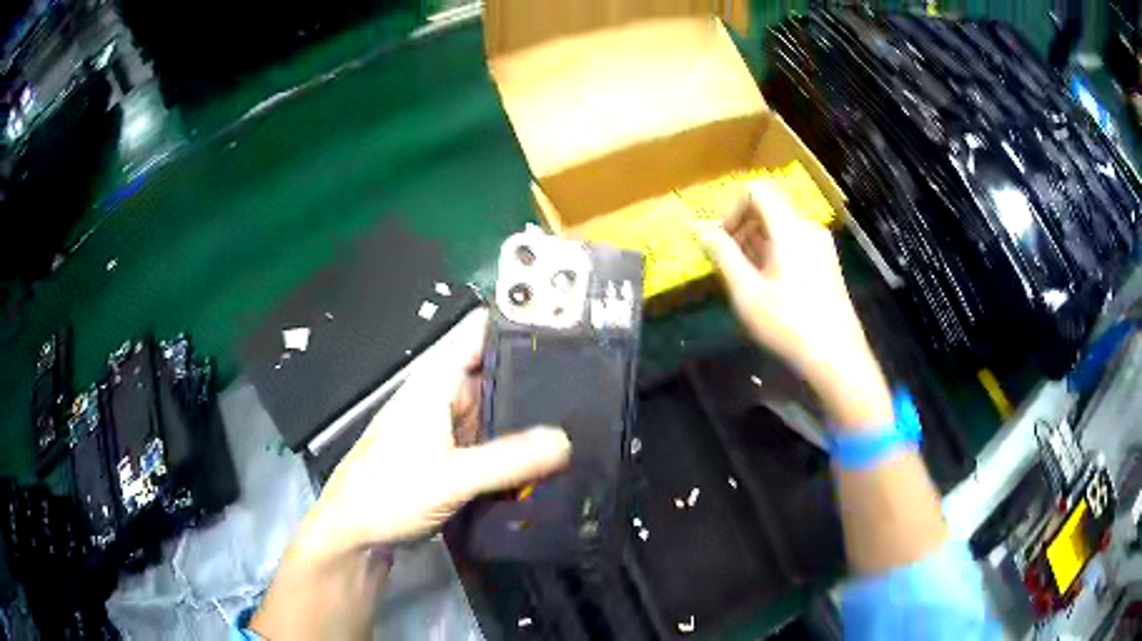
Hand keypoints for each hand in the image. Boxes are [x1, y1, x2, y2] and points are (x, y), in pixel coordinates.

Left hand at [293, 307, 571, 561]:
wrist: (356, 533)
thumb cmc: (388, 493)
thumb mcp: (450, 477)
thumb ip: (507, 460)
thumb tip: (566, 441)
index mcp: (436, 382)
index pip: (481, 332)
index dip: (520, 322)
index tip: (569, 325)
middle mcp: (445, 397)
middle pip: (497, 370)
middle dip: (537, 374)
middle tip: (591, 381)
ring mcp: (449, 427)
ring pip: (498, 409)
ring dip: (530, 413)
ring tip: (583, 414)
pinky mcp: (453, 456)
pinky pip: (493, 440)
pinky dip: (517, 443)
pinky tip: (550, 452)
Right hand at [694, 182, 892, 427]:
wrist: (837, 358)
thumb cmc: (788, 324)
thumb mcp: (746, 292)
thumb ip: (721, 254)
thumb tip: (697, 228)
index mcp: (790, 229)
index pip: (756, 191)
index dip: (732, 210)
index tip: (721, 242)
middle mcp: (808, 228)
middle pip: (768, 209)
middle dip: (741, 230)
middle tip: (727, 266)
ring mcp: (821, 246)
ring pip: (780, 229)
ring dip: (755, 245)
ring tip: (745, 282)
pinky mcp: (827, 263)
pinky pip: (793, 244)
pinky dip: (773, 255)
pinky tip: (769, 289)